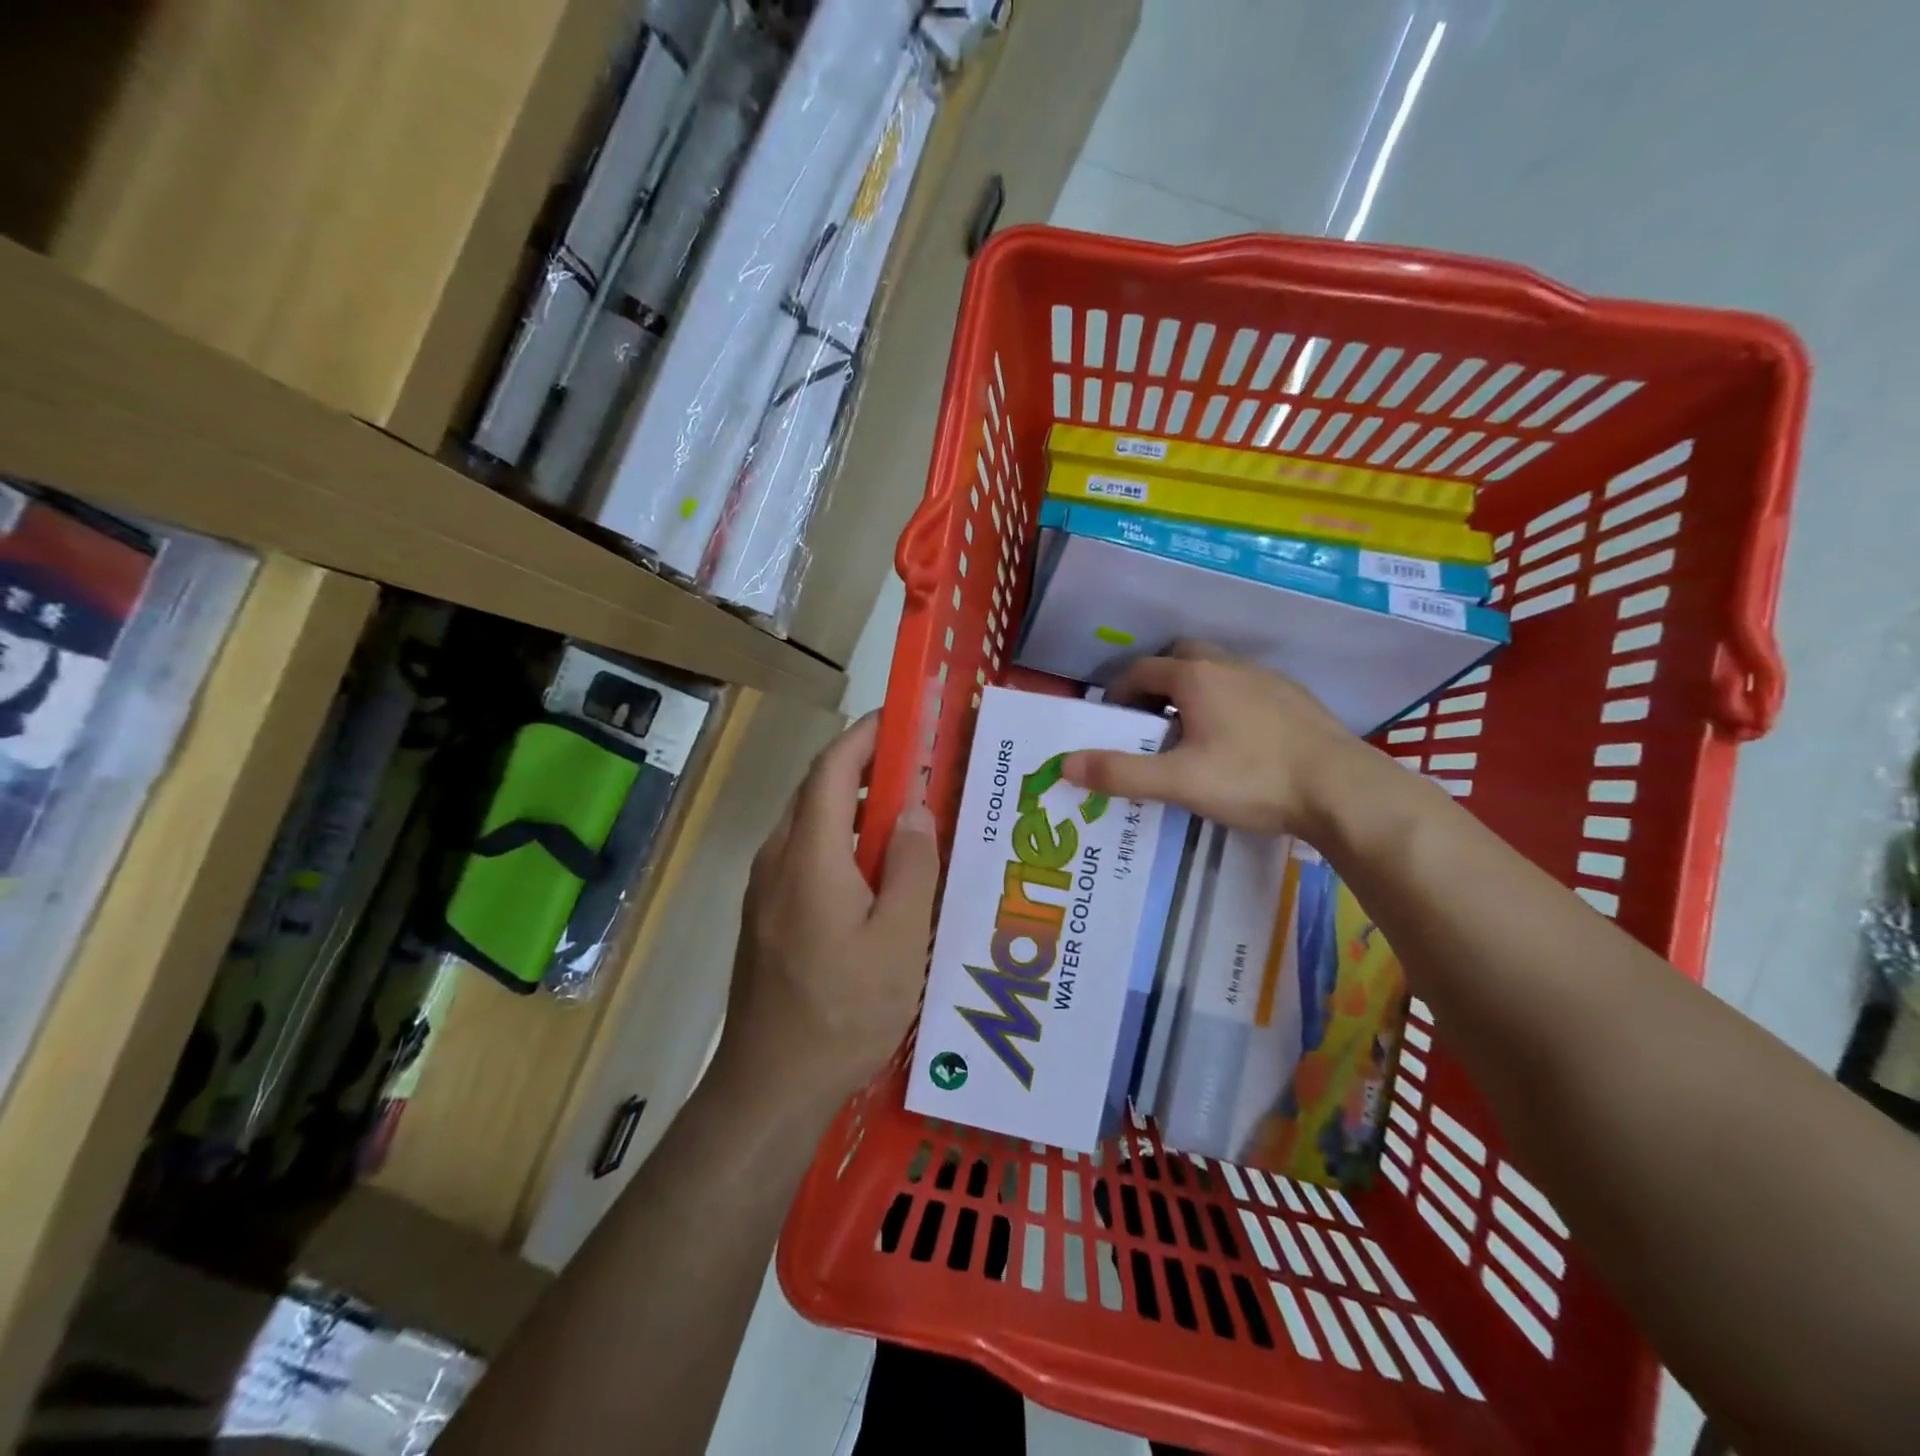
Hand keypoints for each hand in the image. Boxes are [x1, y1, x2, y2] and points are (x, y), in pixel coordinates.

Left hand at [728, 713, 939, 1101]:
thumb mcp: (898, 941)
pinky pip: (804, 854)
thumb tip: (915, 808)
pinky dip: (840, 838)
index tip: (903, 718)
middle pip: (818, 789)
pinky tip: (875, 870)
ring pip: (810, 822)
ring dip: (854, 804)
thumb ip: (910, 867)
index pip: (833, 768)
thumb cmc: (843, 1012)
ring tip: (906, 814)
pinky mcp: (765, 914)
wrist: (770, 1085)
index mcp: (810, 855)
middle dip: (865, 765)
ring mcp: (764, 888)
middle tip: (919, 766)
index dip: (866, 735)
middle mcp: (778, 859)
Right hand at [1062, 642, 1369, 839]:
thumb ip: (1121, 773)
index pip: (1142, 670)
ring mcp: (1267, 679)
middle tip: (1147, 720)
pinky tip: (1236, 741)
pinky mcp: (1295, 698)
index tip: (1110, 719)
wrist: (1343, 790)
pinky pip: (1247, 688)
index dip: (1118, 691)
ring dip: (1193, 691)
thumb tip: (1065, 765)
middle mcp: (1230, 666)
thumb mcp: (1178, 781)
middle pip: (1181, 657)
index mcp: (1196, 677)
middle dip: (1157, 682)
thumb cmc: (1253, 779)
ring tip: (1189, 732)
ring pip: (1216, 672)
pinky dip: (1227, 702)